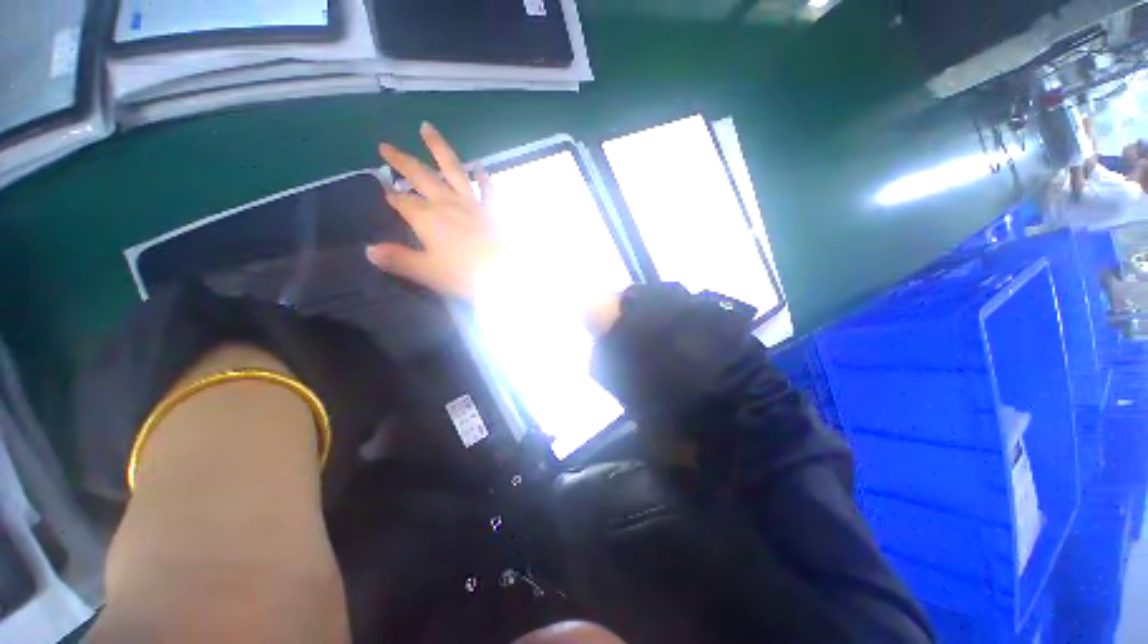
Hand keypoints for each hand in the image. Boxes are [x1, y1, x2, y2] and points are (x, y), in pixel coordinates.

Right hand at [366, 122, 502, 298]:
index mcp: (427, 218)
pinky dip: (483, 176)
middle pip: (420, 176)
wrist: (506, 273)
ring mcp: (472, 203)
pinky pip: (486, 188)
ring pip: (452, 169)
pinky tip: (480, 166)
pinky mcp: (492, 209)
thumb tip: (369, 251)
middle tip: (385, 146)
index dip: (392, 196)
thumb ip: (399, 259)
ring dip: (438, 148)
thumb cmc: (465, 275)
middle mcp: (447, 203)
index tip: (384, 190)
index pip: (403, 202)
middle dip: (402, 161)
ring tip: (426, 127)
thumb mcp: (428, 272)